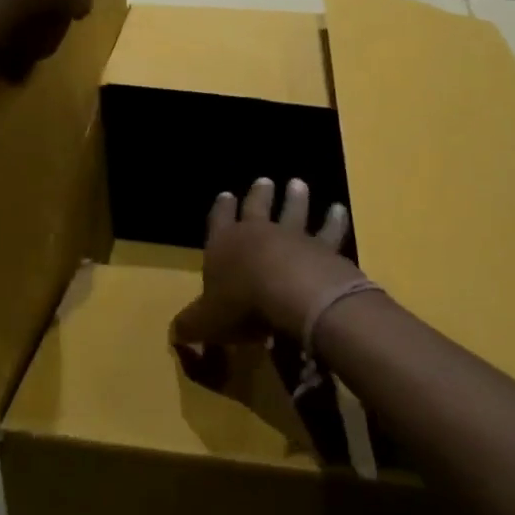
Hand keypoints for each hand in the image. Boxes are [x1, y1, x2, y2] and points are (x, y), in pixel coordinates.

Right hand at [170, 177, 359, 346]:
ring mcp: (292, 238)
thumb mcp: (206, 322)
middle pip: (256, 208)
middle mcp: (257, 234)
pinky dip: (334, 220)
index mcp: (223, 246)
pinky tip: (338, 209)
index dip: (220, 209)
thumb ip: (191, 325)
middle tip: (264, 181)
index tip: (225, 194)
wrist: (293, 293)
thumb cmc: (242, 304)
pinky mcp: (323, 249)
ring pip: (293, 212)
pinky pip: (329, 231)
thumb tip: (176, 334)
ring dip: (295, 199)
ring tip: (298, 184)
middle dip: (258, 195)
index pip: (218, 221)